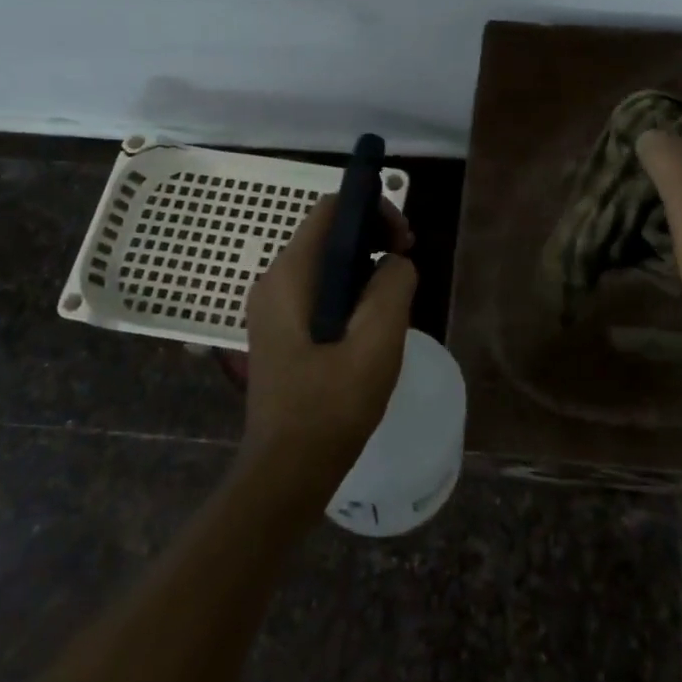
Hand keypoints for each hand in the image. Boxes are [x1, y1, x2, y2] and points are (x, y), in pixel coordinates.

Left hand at [239, 194, 417, 507]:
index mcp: (290, 276)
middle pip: (328, 233)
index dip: (373, 209)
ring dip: (365, 266)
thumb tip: (395, 262)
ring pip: (326, 263)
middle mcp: (274, 282)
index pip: (330, 210)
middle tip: (407, 264)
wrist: (286, 473)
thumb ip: (393, 286)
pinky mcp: (281, 331)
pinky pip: (319, 291)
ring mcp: (273, 308)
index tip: (405, 239)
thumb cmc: (331, 406)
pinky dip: (350, 289)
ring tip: (396, 295)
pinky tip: (372, 321)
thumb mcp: (377, 341)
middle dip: (373, 237)